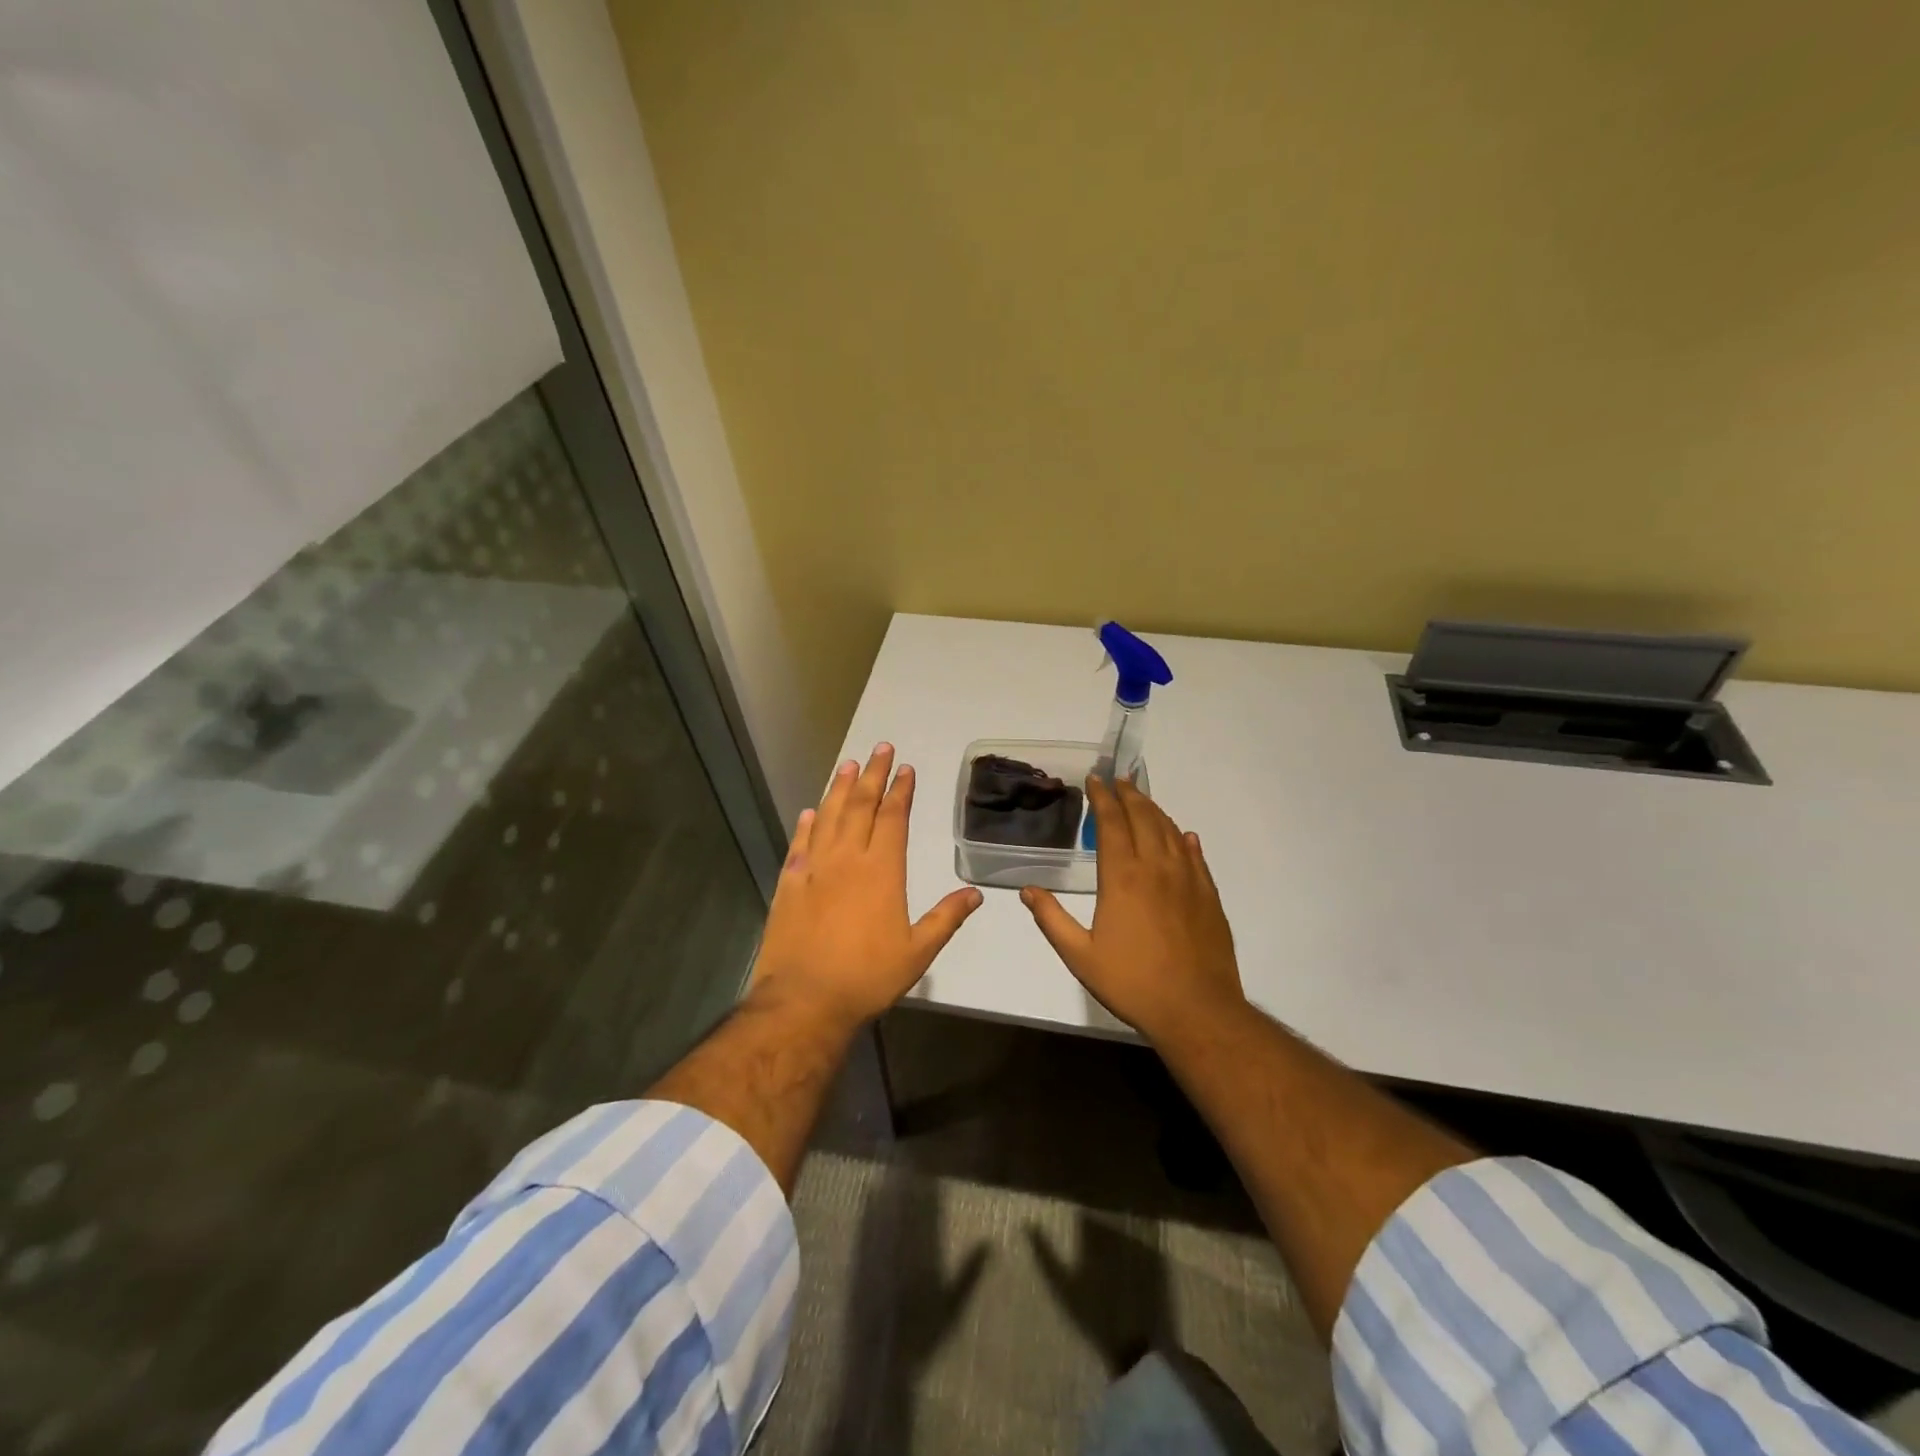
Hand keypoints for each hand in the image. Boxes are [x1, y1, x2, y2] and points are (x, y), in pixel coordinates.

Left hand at [751, 744, 981, 1030]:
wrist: (804, 1000)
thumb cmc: (867, 977)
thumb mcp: (918, 952)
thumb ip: (946, 918)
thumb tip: (975, 894)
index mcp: (882, 870)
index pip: (893, 818)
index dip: (900, 791)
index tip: (905, 768)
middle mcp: (847, 859)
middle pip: (861, 806)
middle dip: (873, 775)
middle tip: (880, 748)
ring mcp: (814, 869)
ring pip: (829, 817)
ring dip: (840, 789)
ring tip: (848, 765)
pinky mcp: (788, 884)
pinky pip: (799, 844)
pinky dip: (806, 824)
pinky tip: (810, 811)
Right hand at [1021, 777, 1245, 1042]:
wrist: (1196, 1009)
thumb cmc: (1132, 982)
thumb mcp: (1079, 955)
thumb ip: (1052, 919)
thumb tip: (1026, 890)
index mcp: (1122, 877)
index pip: (1111, 823)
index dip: (1102, 798)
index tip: (1095, 780)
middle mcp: (1156, 867)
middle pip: (1143, 817)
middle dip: (1128, 794)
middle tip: (1118, 780)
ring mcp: (1187, 879)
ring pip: (1170, 830)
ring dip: (1154, 810)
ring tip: (1142, 799)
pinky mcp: (1208, 895)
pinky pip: (1196, 856)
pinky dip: (1185, 839)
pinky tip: (1183, 836)